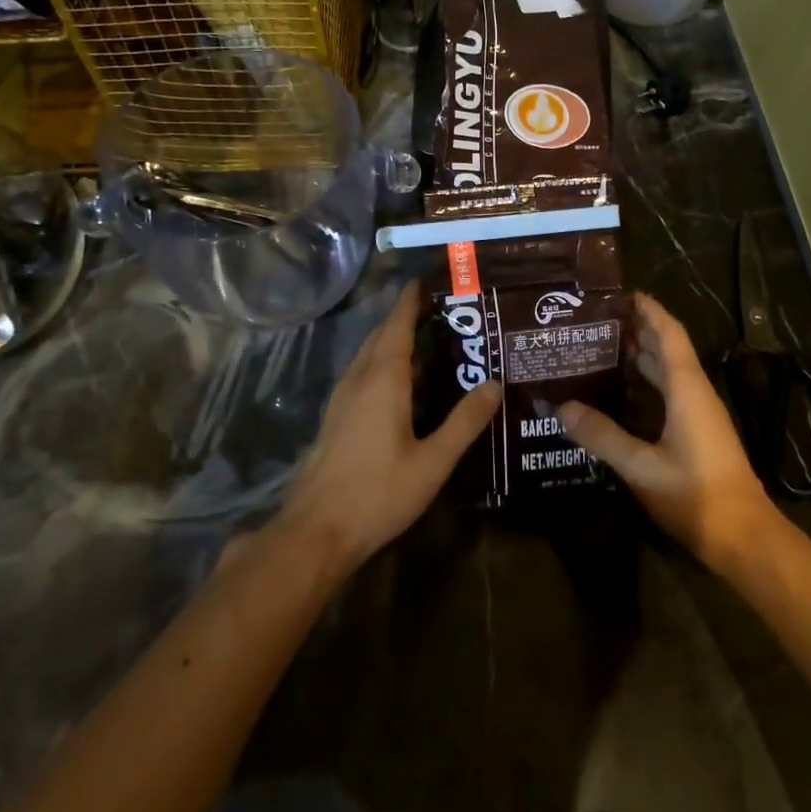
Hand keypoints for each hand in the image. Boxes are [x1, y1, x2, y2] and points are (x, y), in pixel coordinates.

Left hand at [282, 282, 502, 575]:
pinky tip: (403, 385)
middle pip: (380, 336)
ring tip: (427, 342)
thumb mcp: (433, 461)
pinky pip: (362, 375)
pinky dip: (383, 364)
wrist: (316, 531)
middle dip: (405, 318)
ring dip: (392, 341)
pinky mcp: (336, 418)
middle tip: (439, 311)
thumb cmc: (378, 493)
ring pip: (368, 356)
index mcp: (383, 380)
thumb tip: (494, 384)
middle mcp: (359, 380)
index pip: (396, 326)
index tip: (427, 280)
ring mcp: (342, 399)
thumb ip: (465, 422)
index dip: (410, 301)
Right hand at [560, 292, 778, 574]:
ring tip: (598, 346)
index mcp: (687, 389)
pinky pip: (667, 393)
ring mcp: (698, 414)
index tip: (618, 293)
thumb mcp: (641, 466)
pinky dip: (643, 383)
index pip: (668, 334)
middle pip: (665, 349)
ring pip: (667, 372)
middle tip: (593, 320)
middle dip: (635, 329)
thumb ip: (601, 435)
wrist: (743, 537)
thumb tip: (561, 407)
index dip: (647, 310)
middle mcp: (694, 393)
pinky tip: (618, 391)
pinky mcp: (696, 433)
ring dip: (638, 356)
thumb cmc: (695, 495)